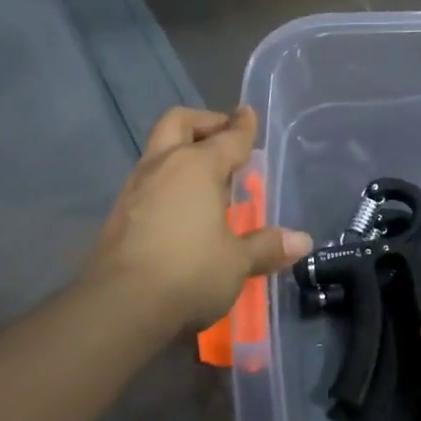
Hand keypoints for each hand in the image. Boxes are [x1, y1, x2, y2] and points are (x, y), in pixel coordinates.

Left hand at [87, 106, 311, 330]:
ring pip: (159, 151)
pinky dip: (168, 181)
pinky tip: (182, 208)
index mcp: (196, 166)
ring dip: (182, 153)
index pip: (227, 138)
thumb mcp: (236, 262)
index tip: (248, 114)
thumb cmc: (189, 273)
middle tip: (222, 136)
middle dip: (203, 123)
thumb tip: (301, 241)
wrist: (120, 305)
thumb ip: (266, 247)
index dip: (242, 127)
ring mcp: (135, 188)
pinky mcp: (118, 213)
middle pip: (178, 123)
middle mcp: (162, 166)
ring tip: (207, 178)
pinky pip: (148, 181)